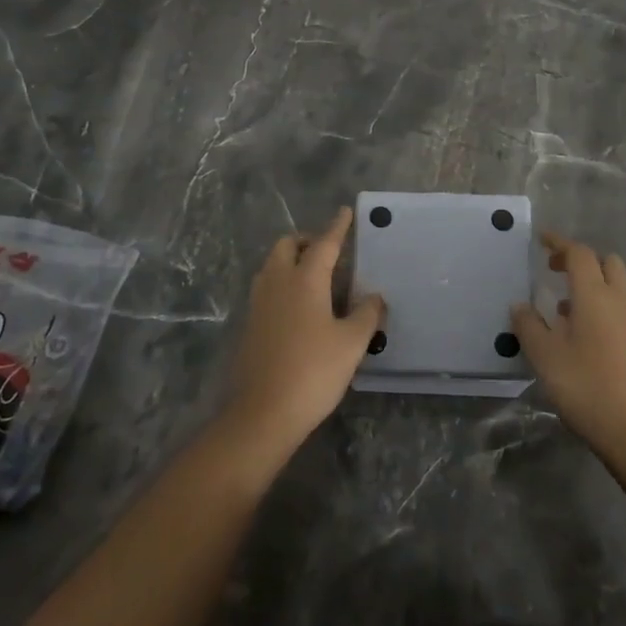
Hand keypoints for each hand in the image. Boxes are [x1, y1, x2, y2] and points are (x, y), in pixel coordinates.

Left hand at [225, 207, 385, 454]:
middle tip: (330, 252)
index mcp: (305, 279)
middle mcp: (278, 282)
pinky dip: (283, 282)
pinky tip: (300, 306)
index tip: (345, 212)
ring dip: (292, 260)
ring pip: (273, 265)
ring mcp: (259, 303)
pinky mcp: (250, 324)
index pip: (325, 243)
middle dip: (308, 241)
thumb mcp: (352, 343)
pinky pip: (267, 287)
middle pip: (288, 245)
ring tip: (316, 277)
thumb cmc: (313, 372)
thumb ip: (367, 314)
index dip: (337, 227)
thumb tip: (375, 296)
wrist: (263, 413)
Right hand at [511, 233, 625, 469]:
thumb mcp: (546, 358)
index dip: (559, 243)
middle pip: (607, 263)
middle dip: (581, 260)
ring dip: (593, 287)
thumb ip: (529, 327)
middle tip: (556, 273)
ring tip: (564, 312)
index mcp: (595, 296)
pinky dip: (604, 310)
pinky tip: (586, 340)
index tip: (541, 240)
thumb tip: (520, 305)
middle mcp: (621, 302)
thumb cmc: (588, 389)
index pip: (579, 254)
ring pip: (618, 288)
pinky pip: (623, 312)